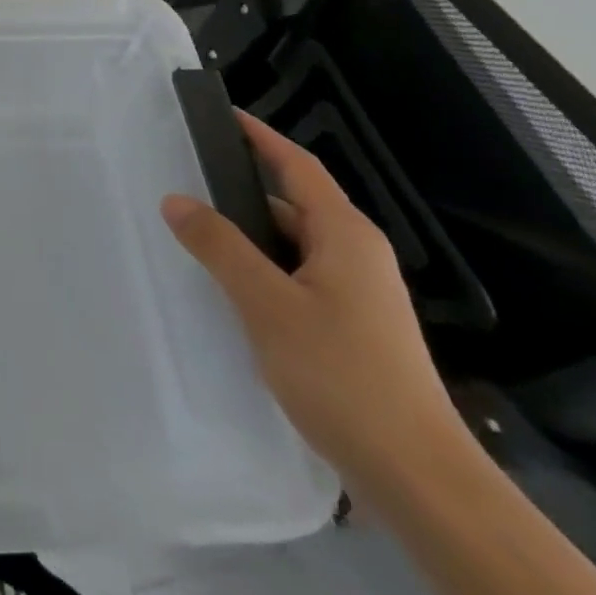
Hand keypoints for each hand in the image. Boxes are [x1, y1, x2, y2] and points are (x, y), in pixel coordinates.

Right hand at [160, 112, 463, 490]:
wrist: (420, 481)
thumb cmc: (343, 376)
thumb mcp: (267, 305)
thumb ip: (219, 246)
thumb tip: (175, 199)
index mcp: (344, 234)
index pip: (297, 164)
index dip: (259, 136)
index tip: (220, 113)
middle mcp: (356, 254)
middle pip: (293, 202)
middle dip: (241, 188)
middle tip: (185, 178)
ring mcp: (359, 293)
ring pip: (293, 244)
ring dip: (248, 235)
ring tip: (194, 231)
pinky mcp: (354, 327)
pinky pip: (298, 276)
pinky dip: (262, 268)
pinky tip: (230, 287)